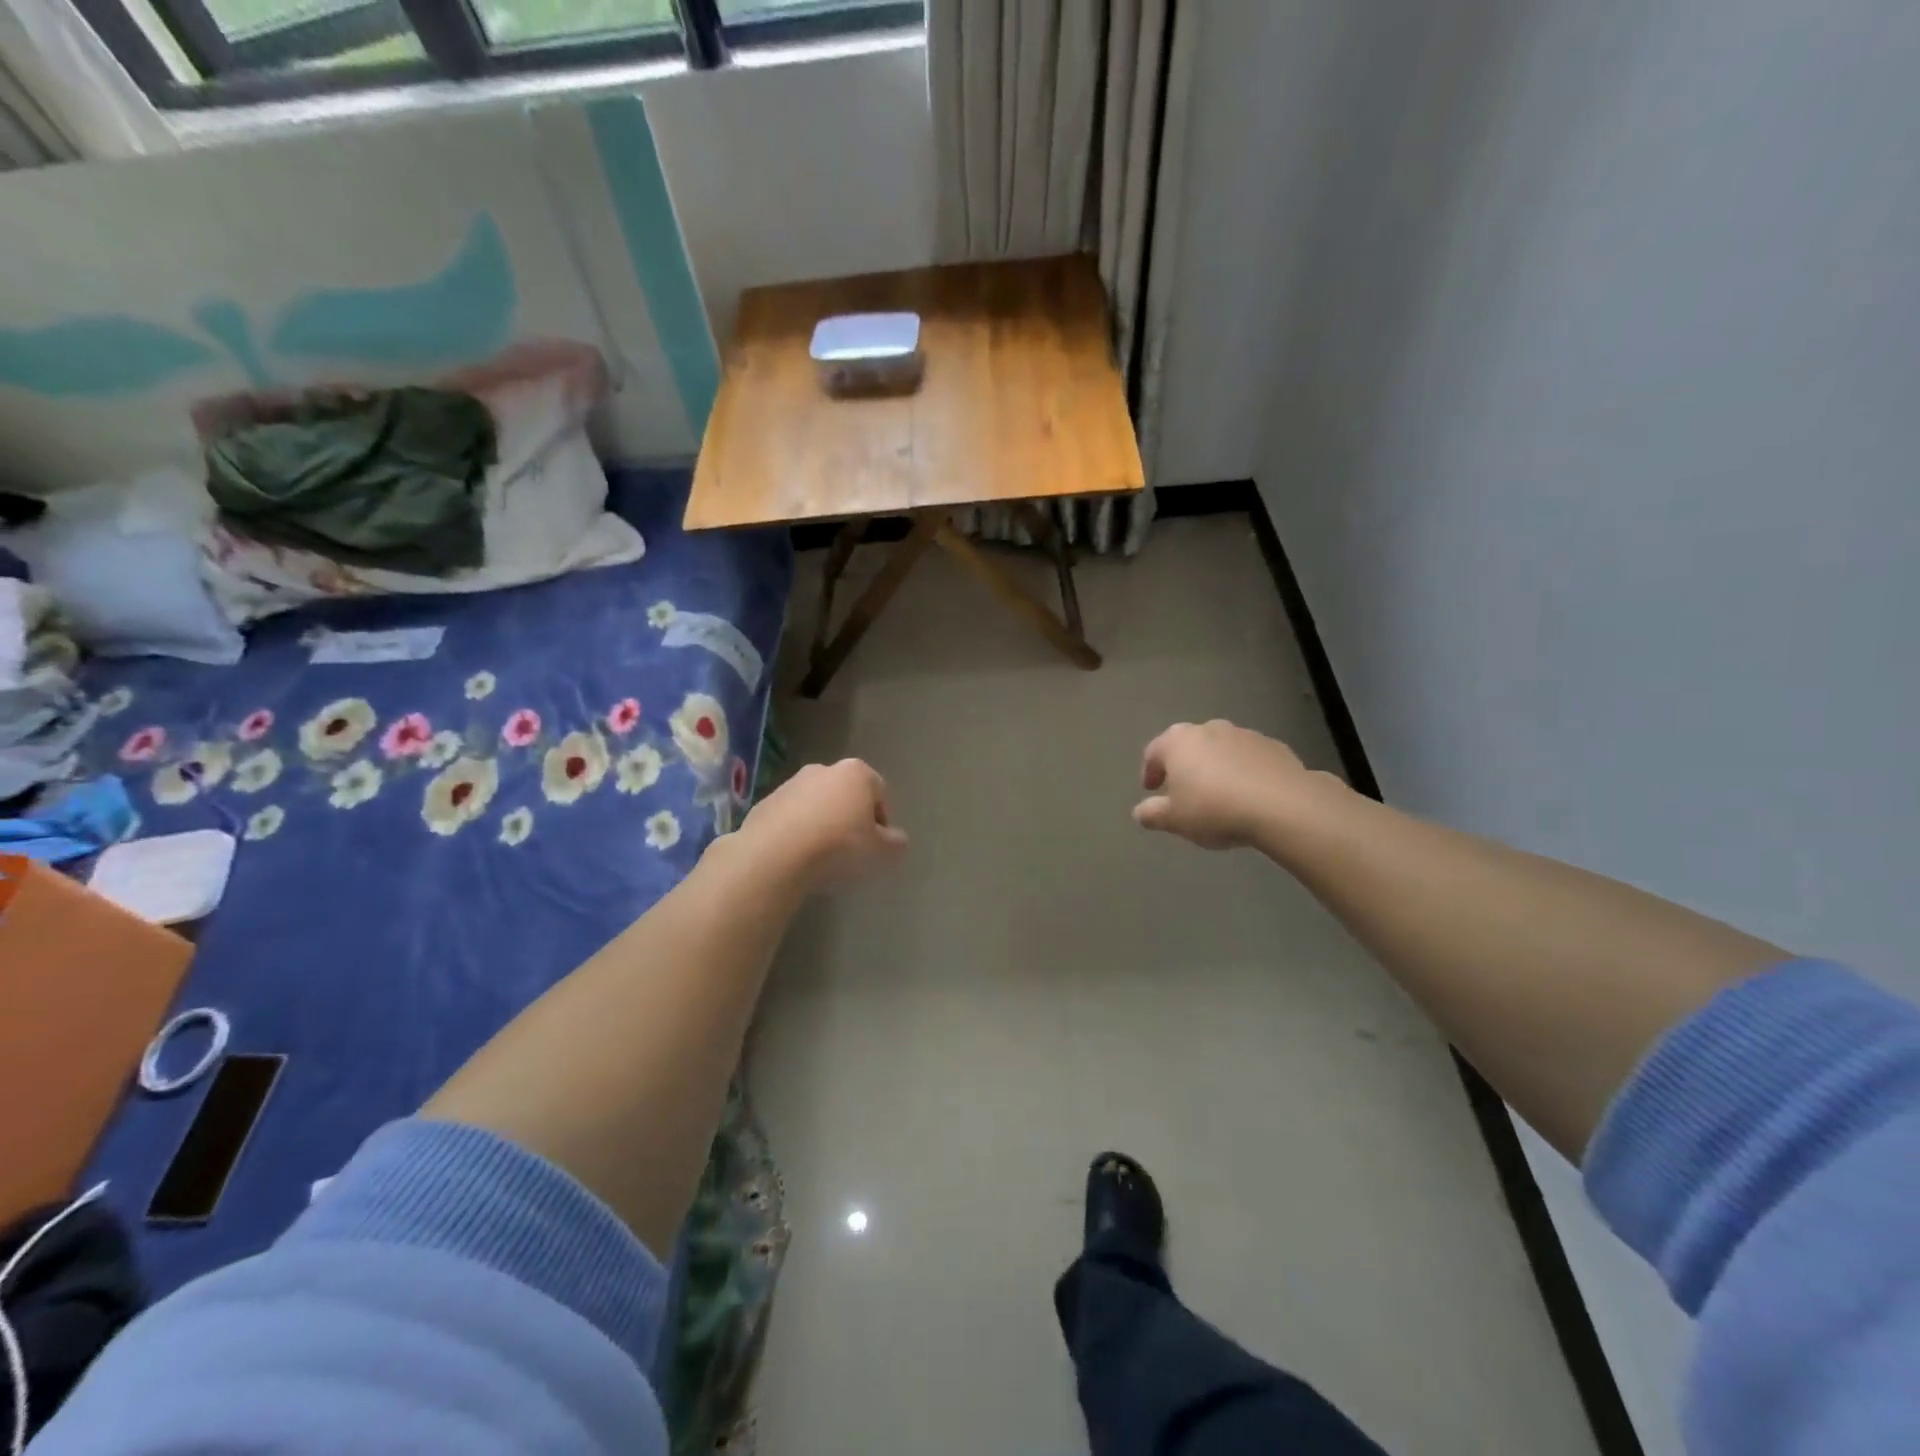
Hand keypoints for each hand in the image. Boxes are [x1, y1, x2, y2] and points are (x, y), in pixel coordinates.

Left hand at [736, 758, 907, 891]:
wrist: (775, 855)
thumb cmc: (838, 846)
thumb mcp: (881, 852)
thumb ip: (896, 843)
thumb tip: (896, 839)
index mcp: (856, 773)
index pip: (879, 792)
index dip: (882, 821)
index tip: (876, 845)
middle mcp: (823, 769)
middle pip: (846, 795)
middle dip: (851, 818)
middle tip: (851, 850)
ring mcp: (790, 784)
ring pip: (817, 804)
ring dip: (822, 824)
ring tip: (821, 857)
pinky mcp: (765, 803)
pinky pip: (790, 817)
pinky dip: (797, 831)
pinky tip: (797, 856)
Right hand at [1134, 720, 1320, 849]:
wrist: (1282, 805)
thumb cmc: (1214, 809)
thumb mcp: (1175, 820)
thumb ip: (1152, 814)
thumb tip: (1140, 812)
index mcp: (1178, 742)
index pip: (1154, 752)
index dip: (1150, 772)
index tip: (1151, 790)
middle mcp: (1209, 729)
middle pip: (1189, 745)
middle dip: (1184, 765)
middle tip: (1184, 789)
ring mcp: (1244, 734)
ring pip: (1221, 749)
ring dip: (1216, 766)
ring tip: (1220, 793)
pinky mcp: (1274, 746)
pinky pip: (1249, 758)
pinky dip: (1244, 770)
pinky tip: (1249, 794)